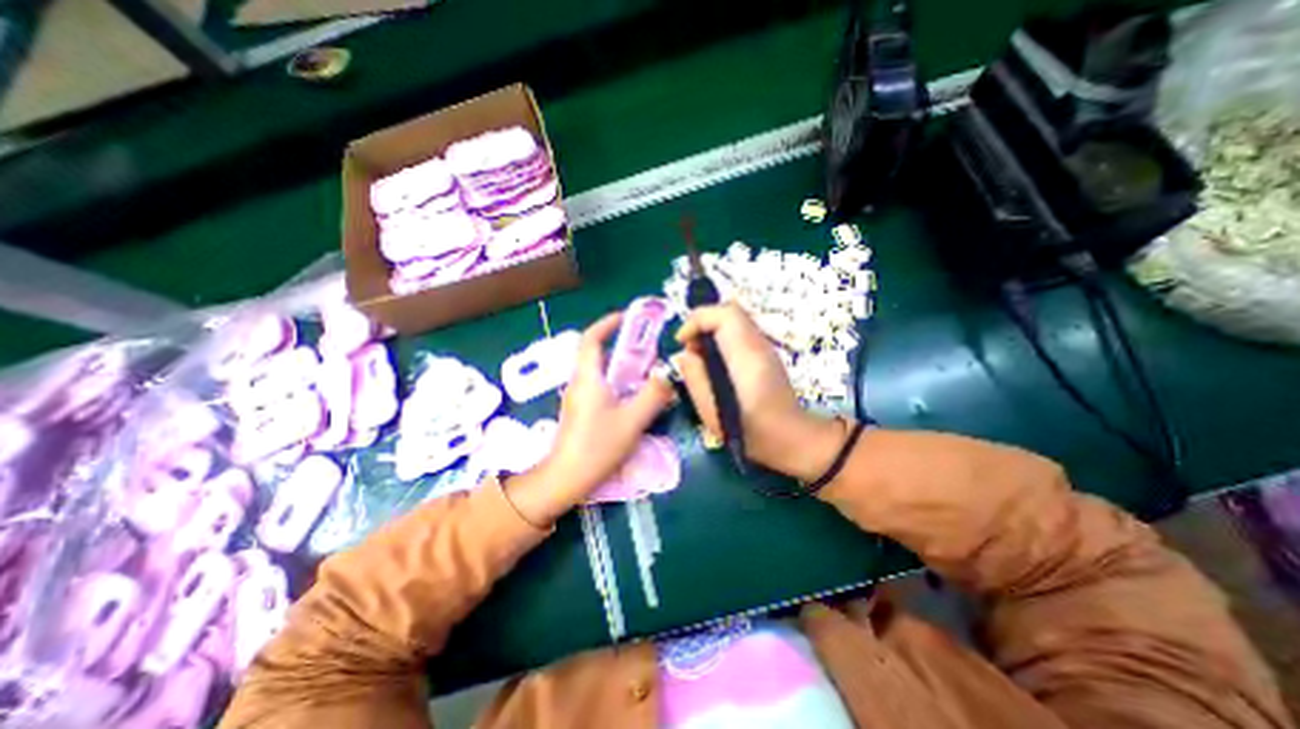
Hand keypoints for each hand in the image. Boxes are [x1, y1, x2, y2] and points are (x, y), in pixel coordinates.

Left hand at [505, 311, 674, 526]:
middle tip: (645, 348)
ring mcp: (577, 398)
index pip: (592, 339)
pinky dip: (615, 383)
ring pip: (598, 372)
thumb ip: (653, 395)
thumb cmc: (597, 446)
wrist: (566, 478)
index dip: (607, 324)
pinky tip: (631, 397)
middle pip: (596, 354)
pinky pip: (598, 387)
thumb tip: (666, 374)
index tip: (626, 317)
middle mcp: (579, 383)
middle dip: (619, 346)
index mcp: (588, 377)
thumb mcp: (633, 420)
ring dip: (618, 366)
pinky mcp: (580, 412)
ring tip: (643, 371)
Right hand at [671, 303, 843, 482]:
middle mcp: (760, 345)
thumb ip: (695, 378)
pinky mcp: (765, 354)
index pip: (725, 315)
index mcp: (748, 358)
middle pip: (730, 311)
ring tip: (699, 355)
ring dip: (711, 330)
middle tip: (689, 347)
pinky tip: (715, 362)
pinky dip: (721, 338)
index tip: (682, 341)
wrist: (792, 439)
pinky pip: (739, 332)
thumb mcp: (712, 412)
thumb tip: (685, 355)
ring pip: (735, 320)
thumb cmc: (751, 432)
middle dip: (703, 322)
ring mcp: (765, 348)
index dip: (698, 320)